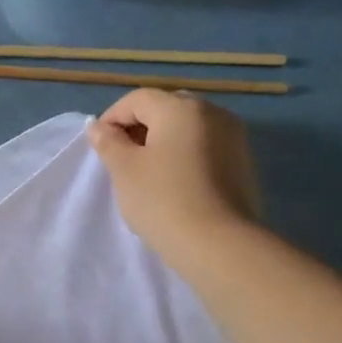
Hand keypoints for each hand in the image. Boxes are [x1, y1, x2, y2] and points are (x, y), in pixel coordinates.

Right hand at [87, 89, 261, 267]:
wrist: (218, 243)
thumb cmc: (162, 200)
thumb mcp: (124, 170)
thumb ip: (109, 142)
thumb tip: (98, 126)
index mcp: (181, 107)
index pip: (138, 99)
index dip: (113, 118)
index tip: (100, 147)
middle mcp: (212, 112)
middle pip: (166, 108)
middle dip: (140, 127)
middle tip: (123, 158)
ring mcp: (234, 136)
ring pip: (188, 127)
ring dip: (163, 141)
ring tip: (148, 173)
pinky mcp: (243, 161)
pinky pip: (206, 146)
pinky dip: (185, 154)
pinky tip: (175, 182)